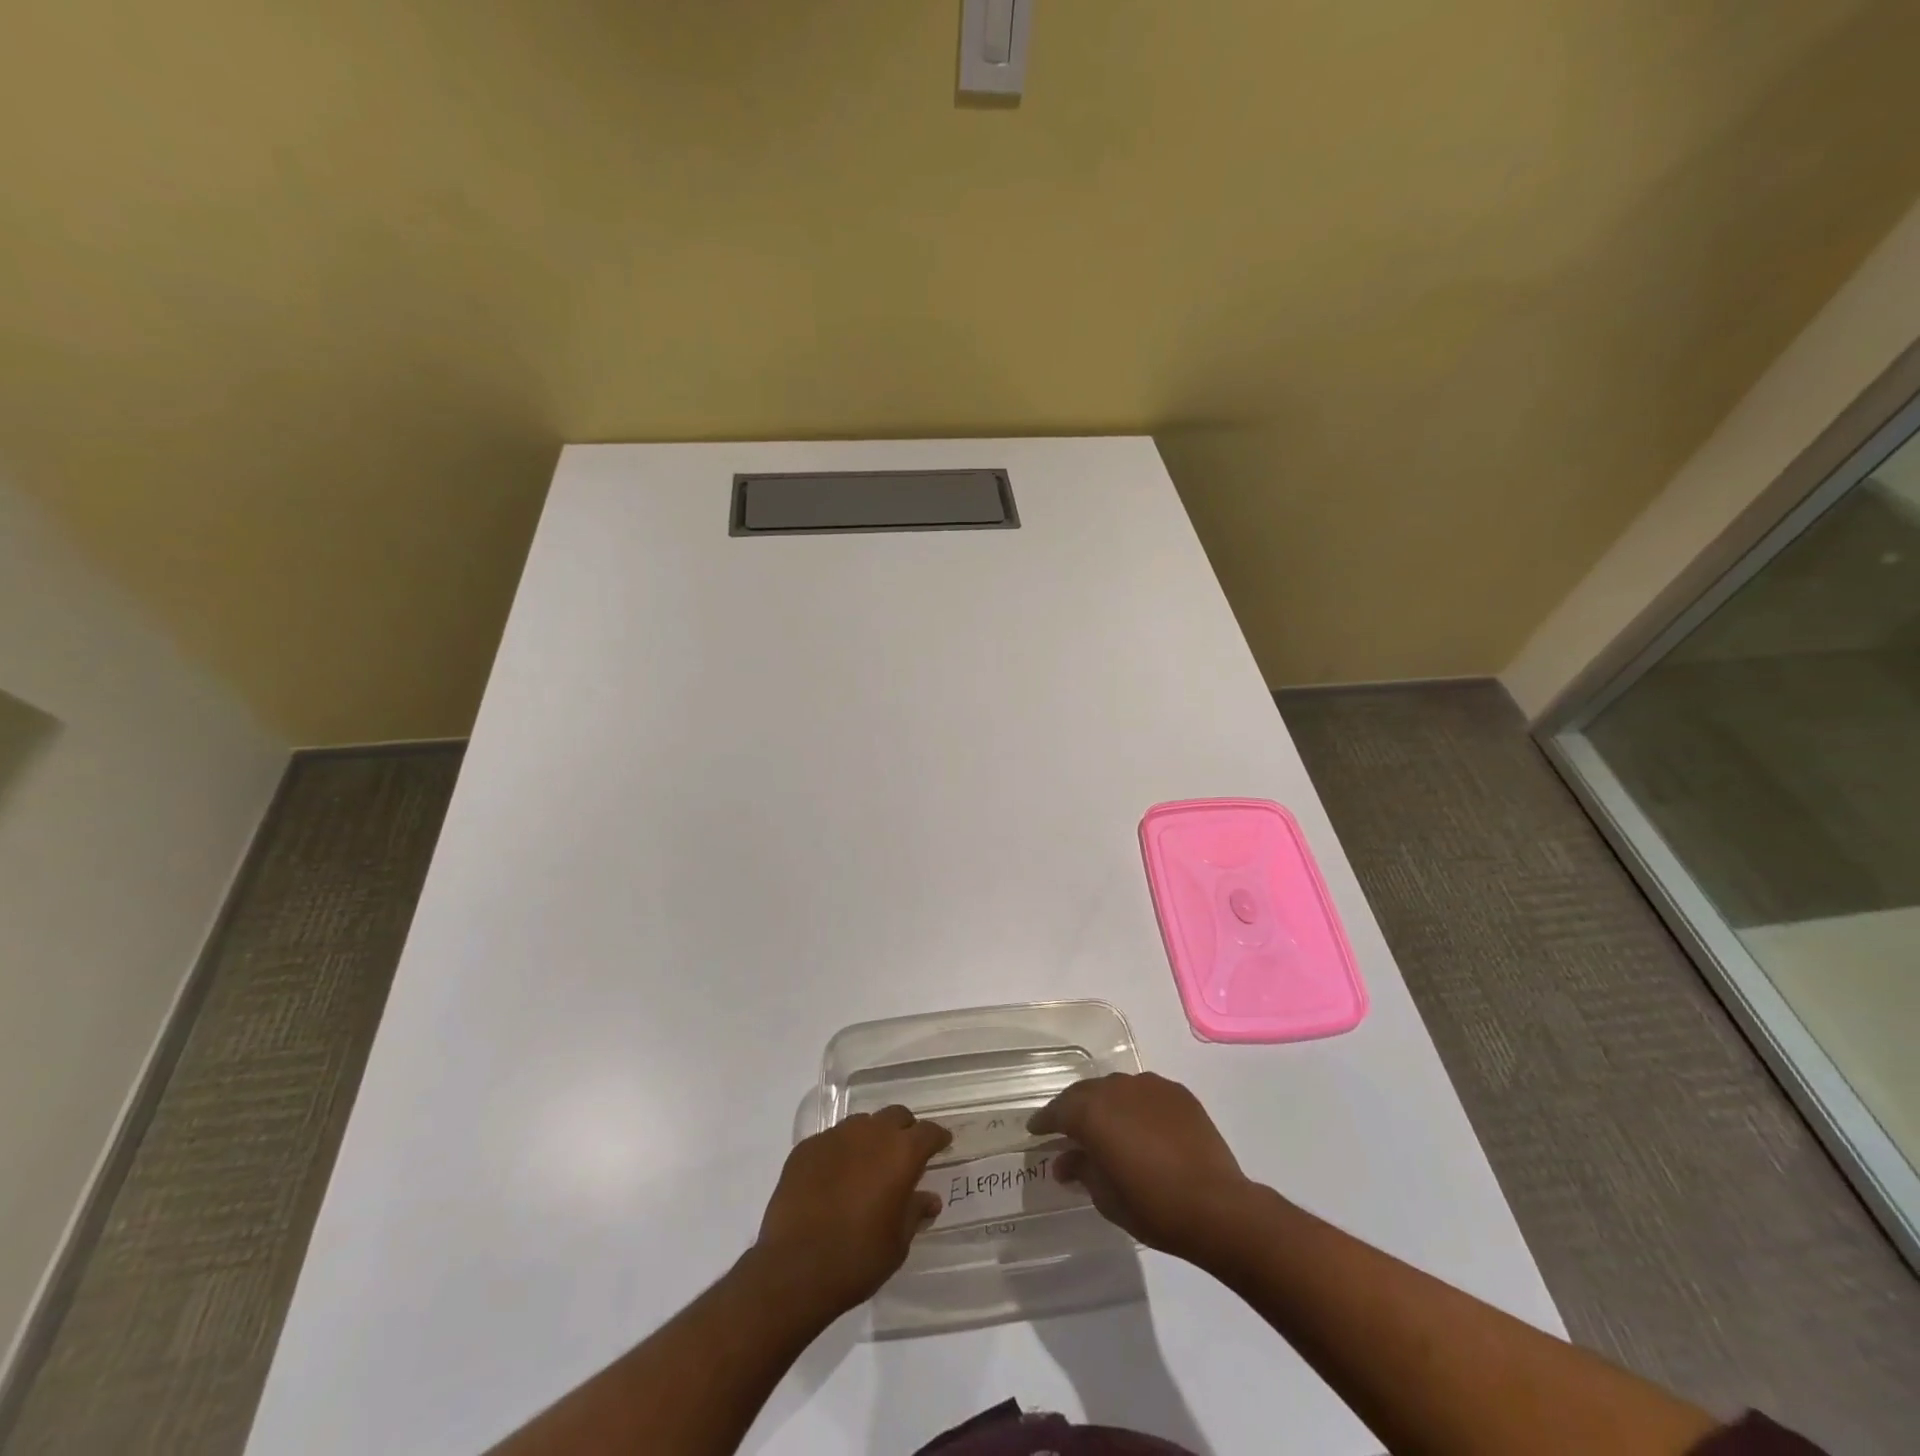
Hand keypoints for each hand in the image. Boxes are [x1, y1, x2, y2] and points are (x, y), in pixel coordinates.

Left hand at [753, 1106, 950, 1316]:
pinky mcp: (806, 1148)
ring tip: (867, 1166)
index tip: (942, 1145)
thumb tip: (929, 1199)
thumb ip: (915, 1212)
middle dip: (905, 1130)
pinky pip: (832, 1141)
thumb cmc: (857, 1259)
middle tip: (905, 1155)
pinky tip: (834, 1179)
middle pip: (895, 1116)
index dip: (938, 1138)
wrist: (793, 1269)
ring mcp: (835, 1136)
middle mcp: (870, 1133)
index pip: (928, 1132)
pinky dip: (840, 1153)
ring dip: (871, 1138)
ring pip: (862, 1124)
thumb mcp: (897, 1243)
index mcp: (901, 1153)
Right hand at [1028, 1072, 1252, 1261]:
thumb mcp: (1106, 1197)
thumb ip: (1082, 1170)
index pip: (1058, 1111)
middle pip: (1085, 1093)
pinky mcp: (1177, 1093)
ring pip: (1116, 1089)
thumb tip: (1065, 1160)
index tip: (1035, 1131)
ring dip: (1106, 1105)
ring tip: (1107, 1127)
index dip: (1044, 1122)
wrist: (1217, 1206)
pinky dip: (1136, 1106)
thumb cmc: (1153, 1207)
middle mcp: (1116, 1089)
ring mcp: (1149, 1086)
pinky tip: (1142, 1127)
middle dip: (1073, 1110)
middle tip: (1067, 1130)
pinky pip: (1145, 1094)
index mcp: (1092, 1112)